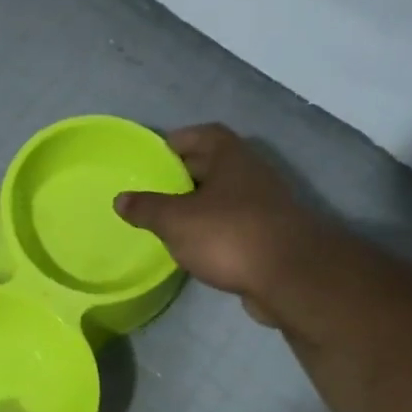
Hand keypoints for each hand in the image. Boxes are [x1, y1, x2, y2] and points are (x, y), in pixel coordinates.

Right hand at [115, 123, 320, 324]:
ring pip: (226, 197)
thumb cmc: (229, 235)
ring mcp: (266, 206)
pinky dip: (215, 230)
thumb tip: (120, 199)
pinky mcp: (270, 237)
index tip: (156, 154)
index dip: (180, 140)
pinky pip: (235, 225)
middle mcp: (252, 174)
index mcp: (232, 157)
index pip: (204, 134)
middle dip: (186, 175)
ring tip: (170, 220)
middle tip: (154, 189)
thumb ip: (147, 208)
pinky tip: (196, 246)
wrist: (291, 276)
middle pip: (215, 165)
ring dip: (201, 205)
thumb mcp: (176, 220)